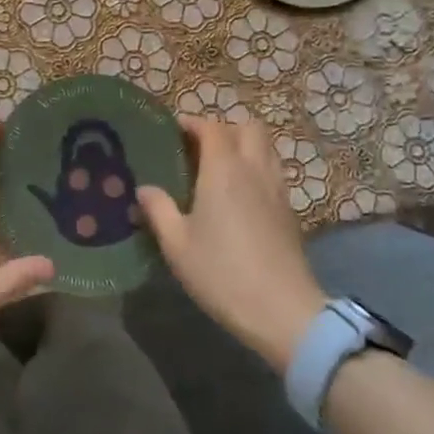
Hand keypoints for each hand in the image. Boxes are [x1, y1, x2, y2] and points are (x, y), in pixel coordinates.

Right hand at [137, 116, 326, 373]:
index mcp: (223, 170)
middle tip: (199, 148)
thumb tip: (144, 189)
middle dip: (224, 128)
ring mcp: (277, 189)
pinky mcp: (289, 211)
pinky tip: (239, 197)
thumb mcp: (176, 245)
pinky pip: (273, 172)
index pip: (211, 127)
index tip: (173, 131)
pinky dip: (256, 169)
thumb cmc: (221, 273)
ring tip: (219, 169)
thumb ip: (158, 210)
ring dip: (244, 146)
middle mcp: (254, 170)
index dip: (192, 123)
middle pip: (248, 127)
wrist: (282, 310)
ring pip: (266, 147)